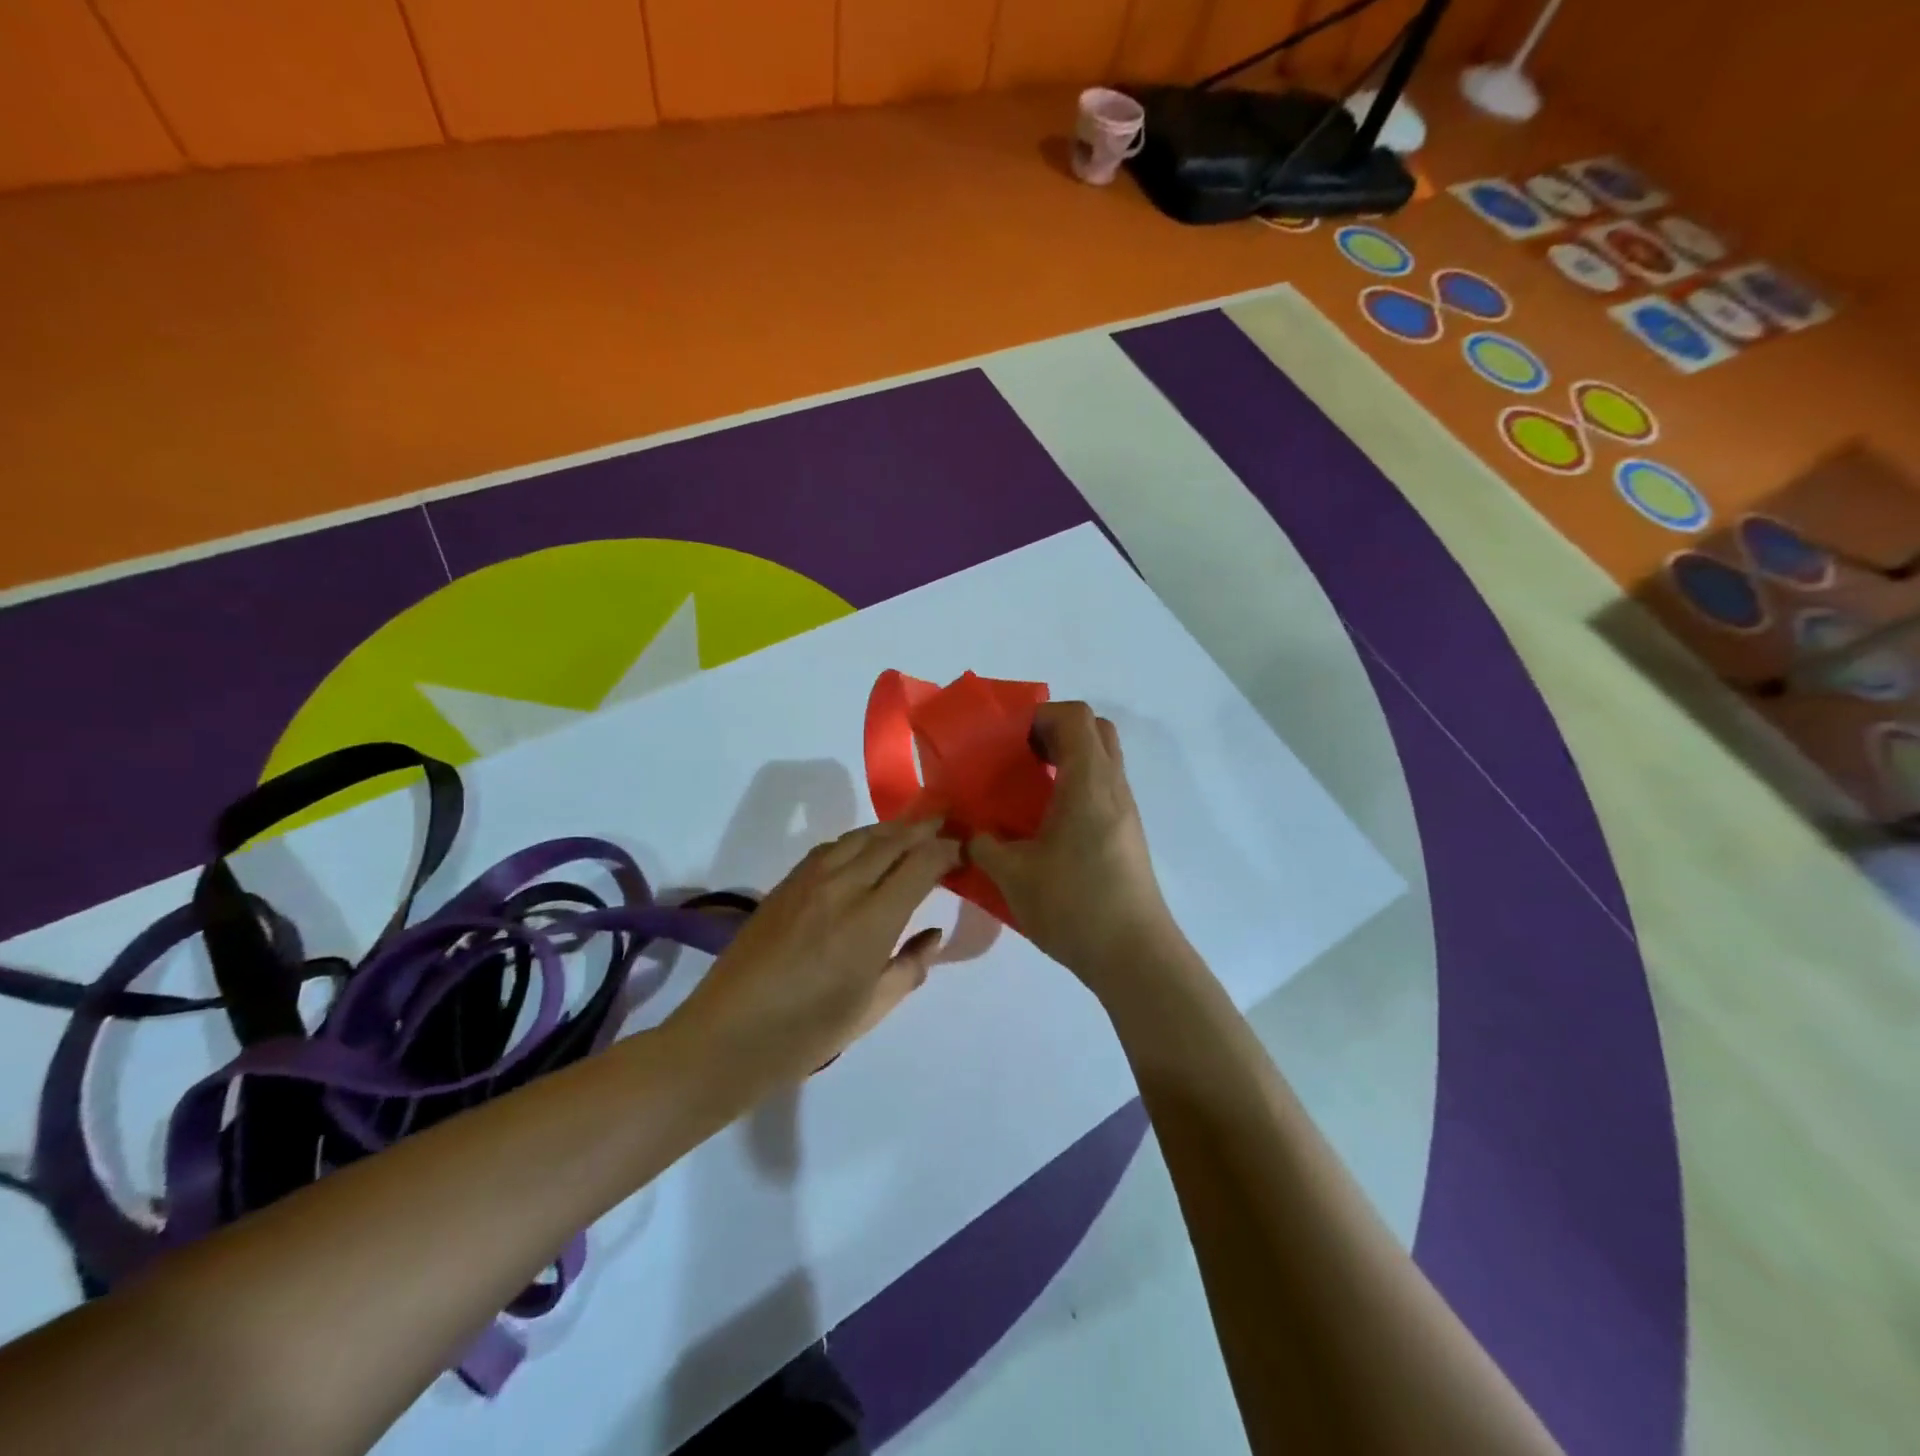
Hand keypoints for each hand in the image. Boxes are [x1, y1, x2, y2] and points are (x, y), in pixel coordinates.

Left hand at [669, 818, 959, 1094]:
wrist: (726, 1036)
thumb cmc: (806, 1034)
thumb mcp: (871, 1009)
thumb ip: (910, 967)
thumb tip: (933, 934)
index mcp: (871, 921)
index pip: (921, 864)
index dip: (947, 850)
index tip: (964, 849)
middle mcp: (843, 887)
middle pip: (892, 841)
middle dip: (924, 829)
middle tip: (948, 822)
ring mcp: (810, 880)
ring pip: (860, 836)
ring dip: (892, 829)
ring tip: (913, 829)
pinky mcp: (786, 883)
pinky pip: (832, 847)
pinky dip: (859, 839)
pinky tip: (866, 848)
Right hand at [968, 702, 1187, 995]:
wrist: (1134, 956)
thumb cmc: (1073, 904)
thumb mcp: (1012, 875)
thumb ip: (982, 845)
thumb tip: (966, 832)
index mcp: (1088, 782)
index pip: (1076, 716)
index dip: (1041, 716)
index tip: (1011, 741)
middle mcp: (1113, 787)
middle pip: (1095, 730)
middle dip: (1057, 732)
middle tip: (1022, 758)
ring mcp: (1126, 812)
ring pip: (1103, 761)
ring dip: (1068, 762)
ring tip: (1028, 793)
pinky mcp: (1128, 836)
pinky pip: (1104, 790)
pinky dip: (1077, 789)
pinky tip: (1048, 826)